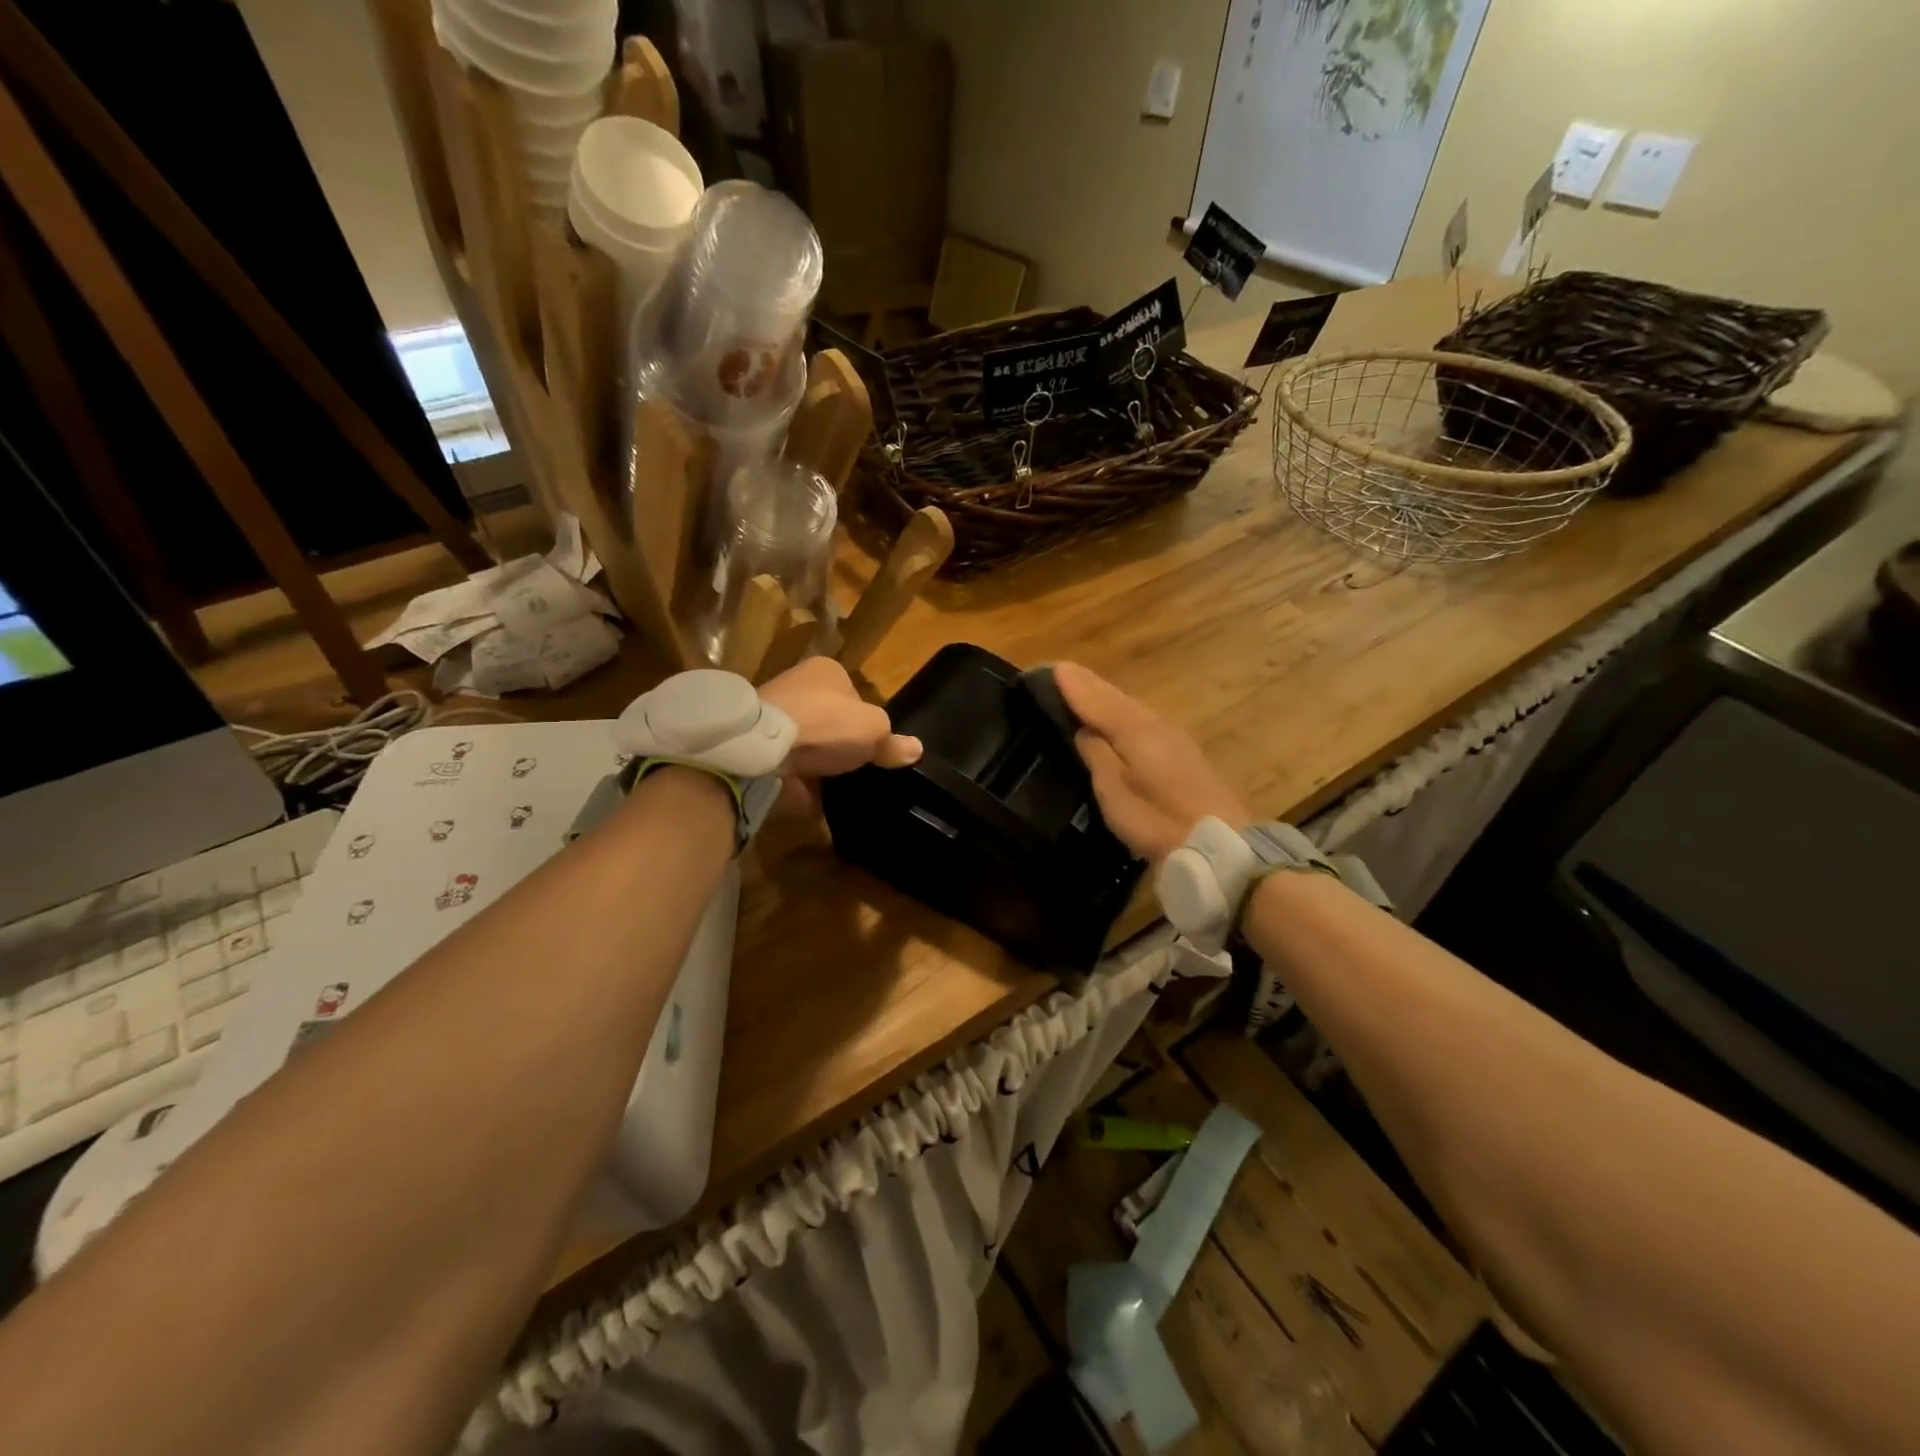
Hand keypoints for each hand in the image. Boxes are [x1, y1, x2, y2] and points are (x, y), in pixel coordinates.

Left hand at [759, 657, 920, 810]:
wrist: (762, 751)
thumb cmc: (825, 724)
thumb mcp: (873, 730)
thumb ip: (893, 742)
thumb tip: (915, 749)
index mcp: (825, 670)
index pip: (854, 695)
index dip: (867, 720)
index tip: (875, 746)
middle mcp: (796, 688)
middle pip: (830, 722)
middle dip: (842, 745)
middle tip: (861, 770)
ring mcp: (774, 720)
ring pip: (810, 747)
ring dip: (822, 768)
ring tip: (843, 790)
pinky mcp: (760, 751)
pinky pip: (791, 771)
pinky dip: (803, 787)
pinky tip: (821, 803)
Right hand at [1054, 662, 1246, 862]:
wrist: (1217, 842)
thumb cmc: (1156, 818)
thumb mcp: (1114, 790)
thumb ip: (1097, 755)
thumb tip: (1083, 729)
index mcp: (1134, 729)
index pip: (1096, 700)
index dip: (1074, 686)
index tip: (1053, 668)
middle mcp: (1154, 723)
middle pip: (1116, 697)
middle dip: (1089, 684)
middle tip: (1064, 670)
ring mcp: (1172, 736)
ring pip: (1131, 706)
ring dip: (1106, 695)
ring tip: (1085, 686)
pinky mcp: (1183, 752)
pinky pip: (1143, 719)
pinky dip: (1123, 711)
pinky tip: (1120, 715)